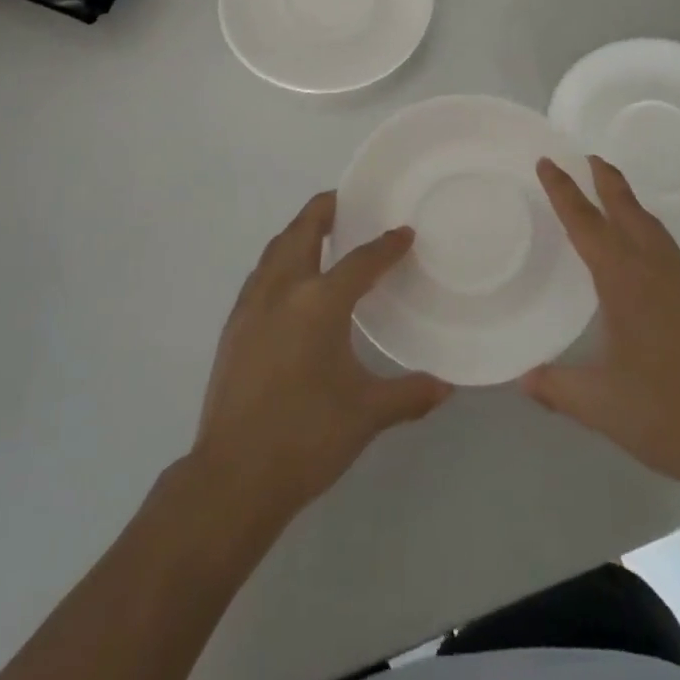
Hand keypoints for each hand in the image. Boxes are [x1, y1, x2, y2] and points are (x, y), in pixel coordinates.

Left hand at [194, 192, 451, 520]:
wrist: (232, 478)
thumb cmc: (306, 437)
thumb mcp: (366, 414)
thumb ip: (409, 394)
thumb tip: (447, 385)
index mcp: (319, 302)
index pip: (360, 261)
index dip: (386, 245)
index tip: (404, 232)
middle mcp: (282, 291)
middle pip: (302, 231)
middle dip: (324, 209)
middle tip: (346, 201)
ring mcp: (251, 307)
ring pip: (275, 249)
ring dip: (298, 233)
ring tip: (319, 233)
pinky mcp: (233, 327)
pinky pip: (260, 274)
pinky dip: (279, 260)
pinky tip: (290, 282)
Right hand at [522, 157, 679, 496]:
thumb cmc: (662, 412)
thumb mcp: (598, 402)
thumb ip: (556, 386)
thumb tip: (522, 379)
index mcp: (624, 280)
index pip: (585, 223)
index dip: (563, 191)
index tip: (547, 162)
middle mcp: (654, 268)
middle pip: (626, 209)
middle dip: (606, 180)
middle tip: (587, 157)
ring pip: (652, 225)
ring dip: (629, 202)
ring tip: (612, 193)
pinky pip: (667, 245)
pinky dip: (647, 229)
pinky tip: (643, 248)